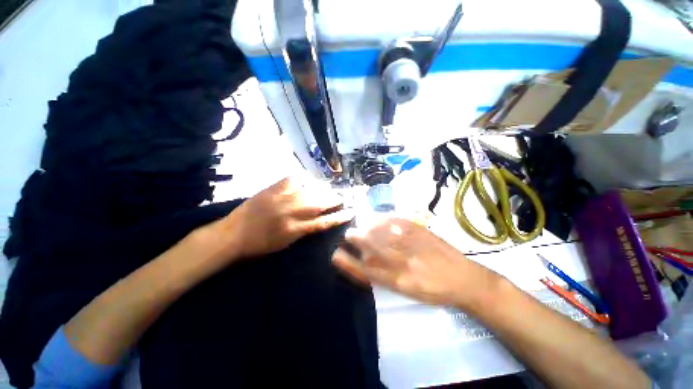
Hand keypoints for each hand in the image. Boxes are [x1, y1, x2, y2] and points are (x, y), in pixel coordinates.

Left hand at [222, 177, 353, 257]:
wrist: (231, 235)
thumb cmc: (259, 246)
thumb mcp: (285, 244)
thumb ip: (303, 230)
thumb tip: (318, 219)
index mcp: (294, 230)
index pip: (323, 222)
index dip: (338, 217)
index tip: (350, 212)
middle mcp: (291, 213)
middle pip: (319, 204)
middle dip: (333, 199)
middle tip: (342, 197)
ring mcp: (281, 199)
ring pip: (308, 191)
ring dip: (321, 189)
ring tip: (328, 188)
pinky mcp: (271, 189)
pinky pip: (291, 180)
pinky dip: (301, 178)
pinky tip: (307, 179)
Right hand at [332, 219, 501, 309]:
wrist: (465, 279)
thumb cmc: (435, 290)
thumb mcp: (408, 291)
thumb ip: (385, 277)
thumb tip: (366, 263)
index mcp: (399, 280)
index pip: (367, 270)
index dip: (349, 263)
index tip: (336, 255)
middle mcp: (403, 261)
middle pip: (373, 247)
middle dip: (357, 239)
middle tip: (348, 234)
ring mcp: (412, 244)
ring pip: (382, 233)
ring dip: (369, 228)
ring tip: (361, 226)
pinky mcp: (421, 232)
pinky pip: (398, 223)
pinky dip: (385, 220)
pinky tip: (379, 219)